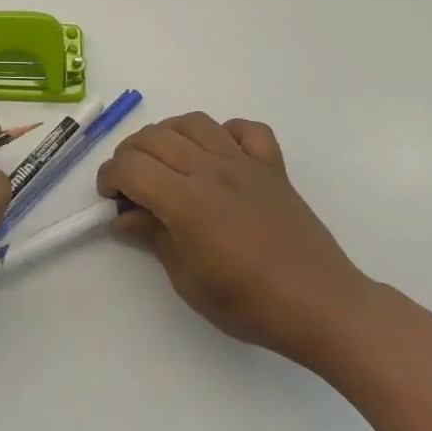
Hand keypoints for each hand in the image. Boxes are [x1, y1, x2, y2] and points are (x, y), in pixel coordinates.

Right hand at [97, 114, 372, 365]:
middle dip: (129, 155)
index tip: (109, 199)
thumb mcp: (188, 281)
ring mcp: (244, 163)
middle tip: (130, 186)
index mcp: (186, 201)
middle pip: (154, 138)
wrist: (323, 307)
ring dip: (168, 136)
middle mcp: (211, 170)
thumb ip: (153, 237)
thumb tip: (124, 217)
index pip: (130, 166)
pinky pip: (245, 130)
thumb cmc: (250, 303)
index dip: (109, 177)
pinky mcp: (272, 167)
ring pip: (193, 123)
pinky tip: (217, 154)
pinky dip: (225, 133)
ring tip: (166, 163)